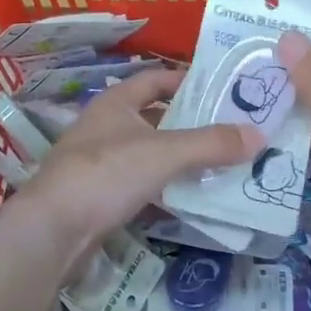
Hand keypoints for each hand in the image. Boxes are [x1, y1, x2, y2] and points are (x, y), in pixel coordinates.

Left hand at [3, 69, 260, 268]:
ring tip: (218, 165)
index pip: (155, 79)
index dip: (186, 81)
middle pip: (154, 117)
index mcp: (116, 102)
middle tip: (229, 131)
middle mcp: (105, 126)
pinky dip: (163, 187)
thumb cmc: (106, 174)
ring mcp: (98, 162)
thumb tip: (258, 135)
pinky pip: (139, 184)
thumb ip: (210, 144)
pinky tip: (187, 198)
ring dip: (178, 158)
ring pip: (147, 152)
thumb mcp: (164, 154)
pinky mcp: (97, 196)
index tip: (221, 90)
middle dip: (189, 123)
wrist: (52, 231)